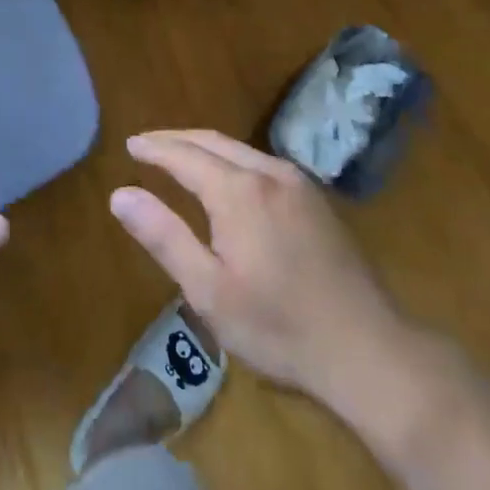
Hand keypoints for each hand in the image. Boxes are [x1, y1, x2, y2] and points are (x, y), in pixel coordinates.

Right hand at [109, 130, 416, 403]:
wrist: (369, 350)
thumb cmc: (278, 327)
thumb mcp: (209, 291)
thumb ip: (164, 236)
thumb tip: (120, 194)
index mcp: (238, 190)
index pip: (184, 155)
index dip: (154, 148)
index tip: (129, 144)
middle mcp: (267, 172)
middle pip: (212, 141)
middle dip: (176, 139)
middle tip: (147, 144)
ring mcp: (297, 182)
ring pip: (239, 149)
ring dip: (204, 146)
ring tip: (179, 156)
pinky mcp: (315, 199)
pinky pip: (261, 162)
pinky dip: (231, 159)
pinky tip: (227, 178)